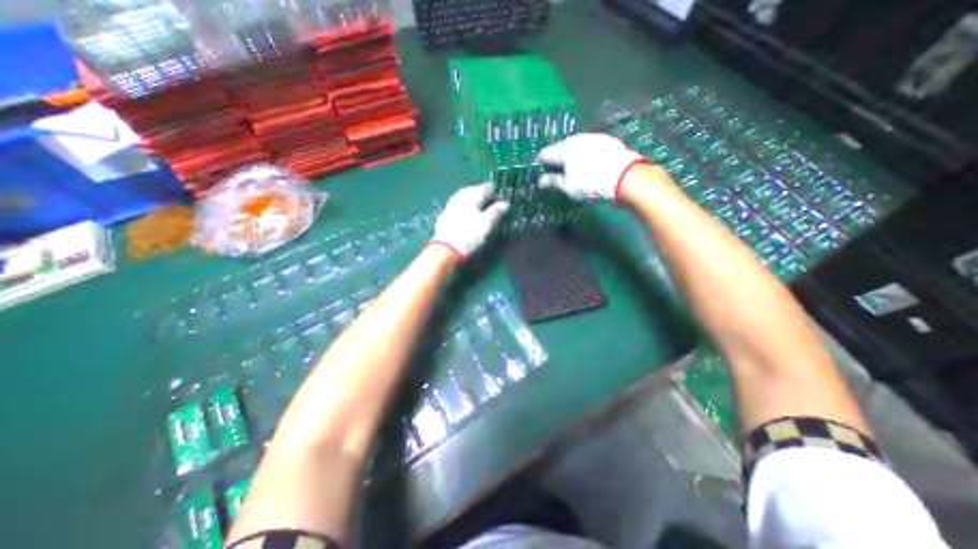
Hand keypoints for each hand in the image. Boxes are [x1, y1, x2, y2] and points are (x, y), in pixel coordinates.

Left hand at [433, 183, 512, 259]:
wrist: (445, 250)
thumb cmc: (469, 235)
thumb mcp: (487, 224)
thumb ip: (497, 211)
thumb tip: (505, 204)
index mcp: (472, 194)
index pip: (488, 187)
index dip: (497, 194)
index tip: (502, 204)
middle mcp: (461, 195)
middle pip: (475, 191)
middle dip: (484, 198)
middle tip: (493, 208)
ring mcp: (451, 205)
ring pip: (466, 200)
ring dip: (474, 204)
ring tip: (482, 214)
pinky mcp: (445, 216)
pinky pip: (459, 208)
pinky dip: (466, 211)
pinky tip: (468, 219)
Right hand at [535, 132, 646, 201]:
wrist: (625, 177)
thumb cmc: (591, 184)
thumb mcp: (568, 187)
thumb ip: (553, 181)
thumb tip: (540, 181)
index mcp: (564, 149)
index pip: (545, 153)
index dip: (539, 161)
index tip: (537, 168)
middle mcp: (577, 138)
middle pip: (561, 147)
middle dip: (556, 158)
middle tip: (554, 169)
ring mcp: (593, 137)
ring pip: (576, 145)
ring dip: (571, 155)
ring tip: (572, 166)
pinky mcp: (607, 141)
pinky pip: (590, 146)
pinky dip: (585, 154)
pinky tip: (589, 163)